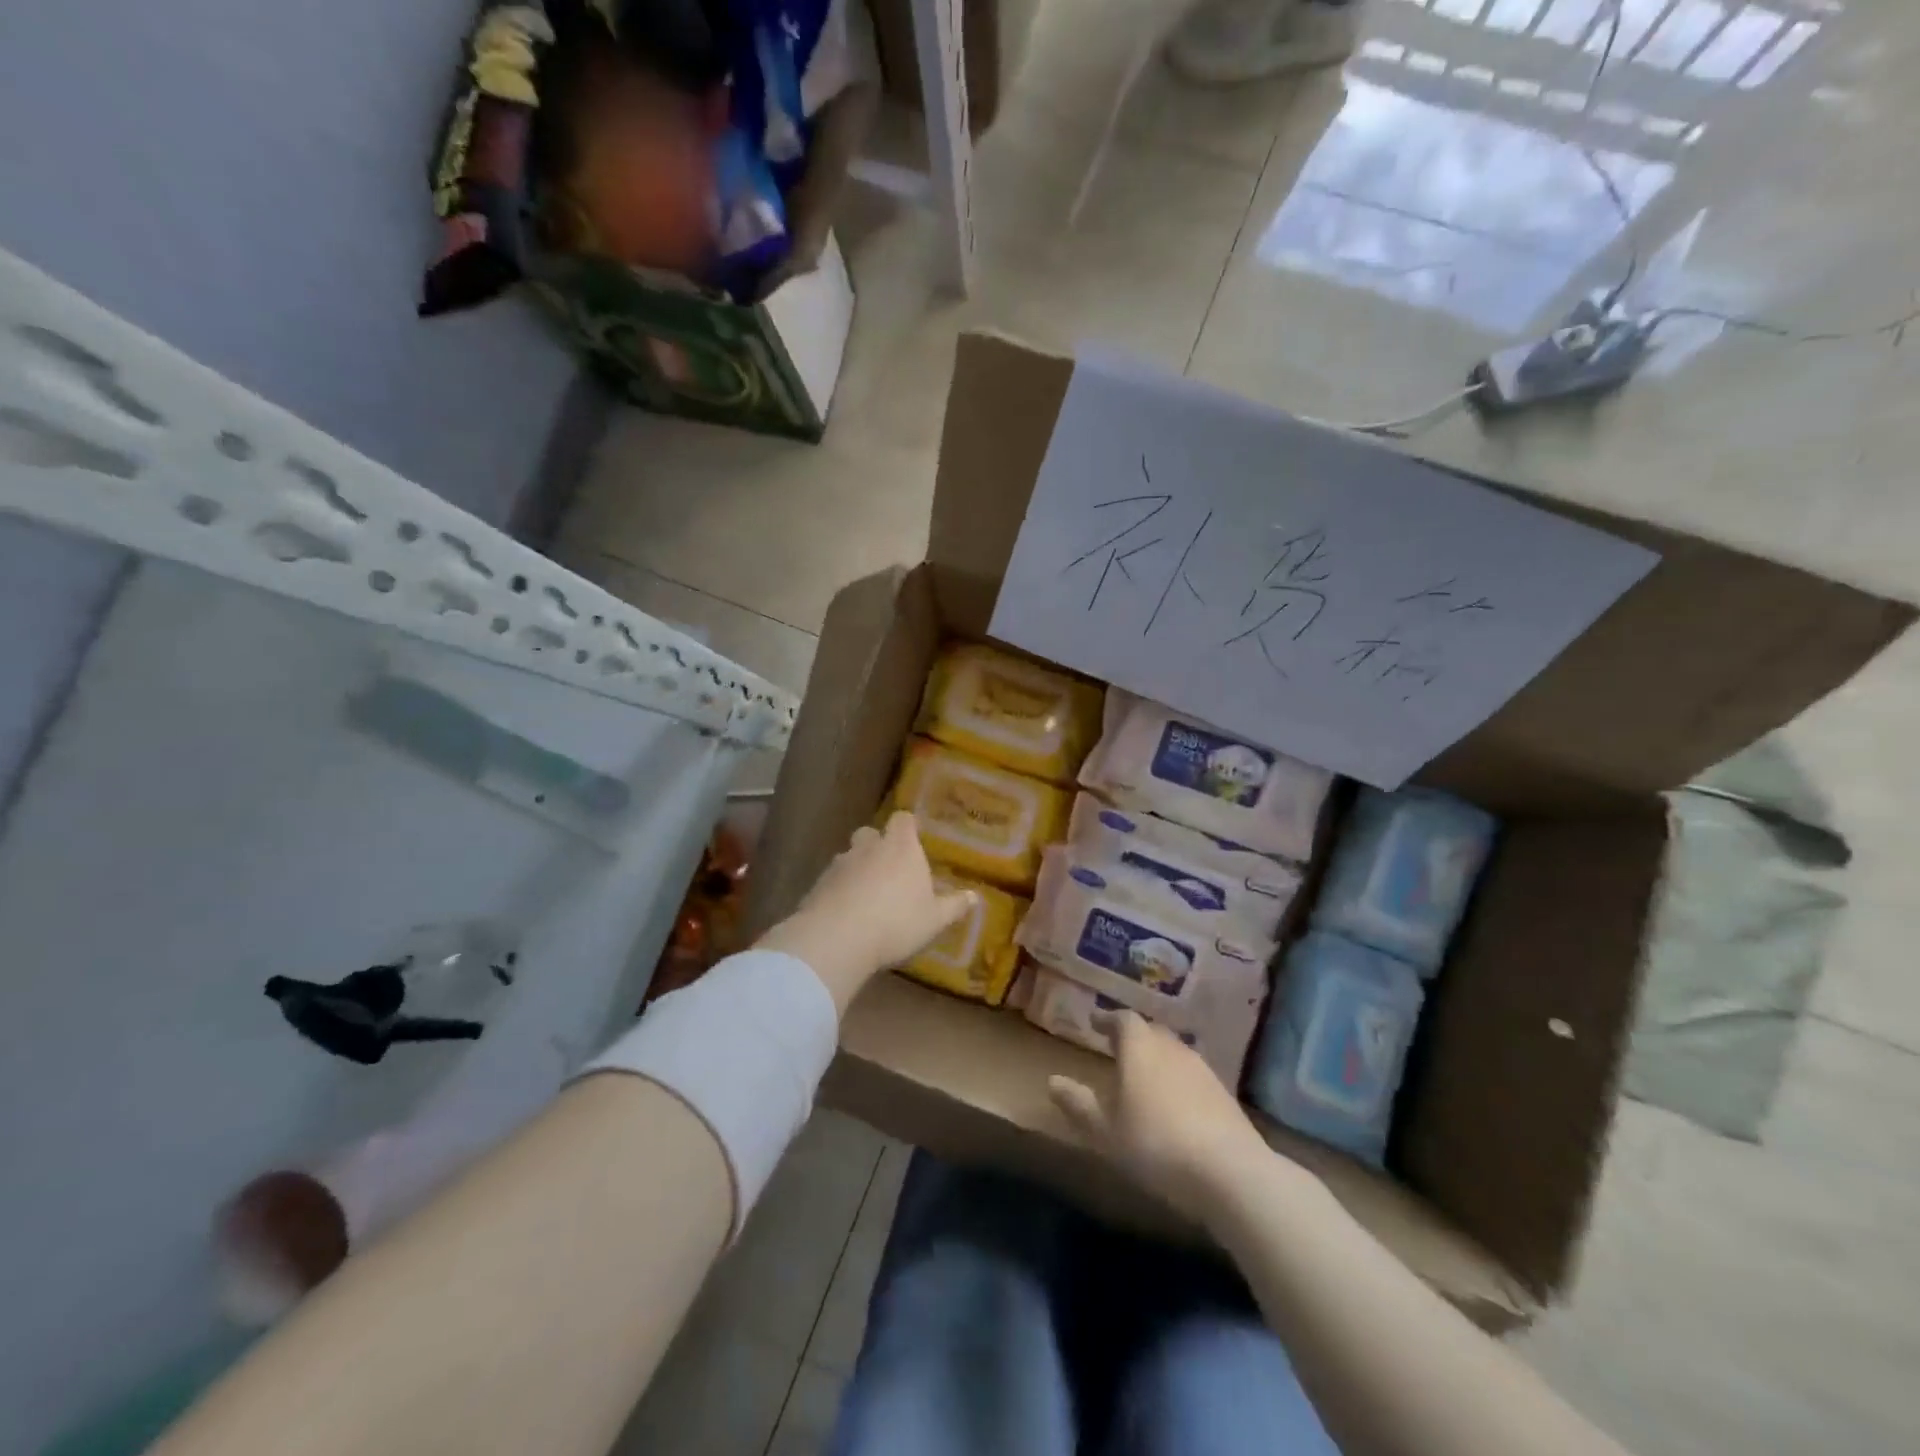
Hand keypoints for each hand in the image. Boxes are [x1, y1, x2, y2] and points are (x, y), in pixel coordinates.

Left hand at [757, 812, 974, 1013]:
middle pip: (871, 833)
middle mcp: (869, 847)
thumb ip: (954, 906)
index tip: (912, 836)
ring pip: (849, 856)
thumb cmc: (897, 922)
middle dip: (877, 845)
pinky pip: (832, 880)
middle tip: (888, 868)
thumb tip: (975, 897)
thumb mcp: (934, 920)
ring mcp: (840, 864)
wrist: (838, 937)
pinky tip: (844, 912)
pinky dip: (838, 890)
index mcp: (901, 848)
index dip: (907, 826)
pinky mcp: (817, 884)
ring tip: (865, 895)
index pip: (903, 820)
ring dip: (856, 868)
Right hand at [1049, 1009, 1273, 1227]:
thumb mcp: (1105, 1131)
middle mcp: (1171, 1047)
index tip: (1095, 1023)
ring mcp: (1201, 1069)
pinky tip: (1174, 1104)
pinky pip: (1192, 1076)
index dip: (1108, 1020)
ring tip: (1144, 1076)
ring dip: (1157, 1059)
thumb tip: (1052, 1081)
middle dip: (1133, 1037)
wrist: (1230, 1172)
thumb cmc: (1155, 1144)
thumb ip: (1079, 1104)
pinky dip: (1178, 1081)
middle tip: (1117, 1048)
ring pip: (1173, 1053)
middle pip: (1150, 1032)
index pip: (1122, 1020)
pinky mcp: (1223, 1094)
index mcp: (1139, 1047)